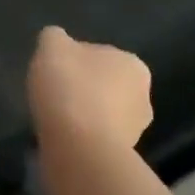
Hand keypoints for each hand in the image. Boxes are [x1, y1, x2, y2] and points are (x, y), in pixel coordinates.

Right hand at [27, 25, 152, 150]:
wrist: (79, 148)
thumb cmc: (70, 88)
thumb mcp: (52, 47)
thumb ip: (55, 37)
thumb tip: (57, 40)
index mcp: (132, 64)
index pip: (97, 55)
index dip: (72, 62)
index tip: (53, 73)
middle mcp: (143, 96)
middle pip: (103, 86)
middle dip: (83, 90)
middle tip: (54, 97)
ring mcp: (136, 130)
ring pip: (102, 115)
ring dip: (84, 116)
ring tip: (56, 122)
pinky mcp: (123, 156)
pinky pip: (96, 139)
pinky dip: (82, 138)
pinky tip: (63, 140)